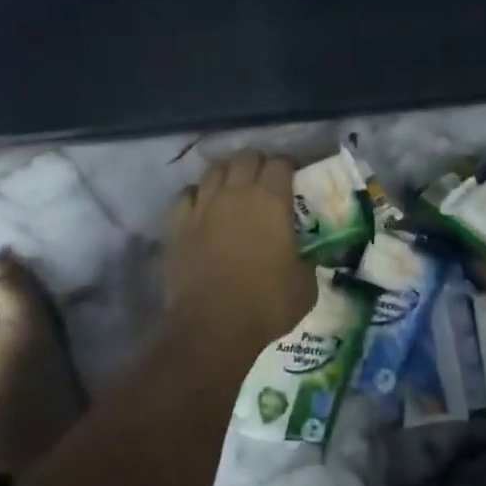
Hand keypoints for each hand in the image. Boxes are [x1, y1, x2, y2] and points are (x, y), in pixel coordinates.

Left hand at [164, 151, 311, 347]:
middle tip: (264, 180)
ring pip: (214, 170)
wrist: (212, 328)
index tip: (293, 179)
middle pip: (246, 157)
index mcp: (271, 201)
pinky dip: (197, 195)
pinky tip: (202, 207)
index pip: (281, 163)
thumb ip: (307, 261)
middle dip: (258, 163)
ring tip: (233, 187)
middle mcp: (236, 193)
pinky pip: (187, 195)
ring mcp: (204, 206)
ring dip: (227, 173)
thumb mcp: (305, 286)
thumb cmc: (266, 304)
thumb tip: (307, 256)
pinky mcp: (178, 225)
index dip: (288, 167)